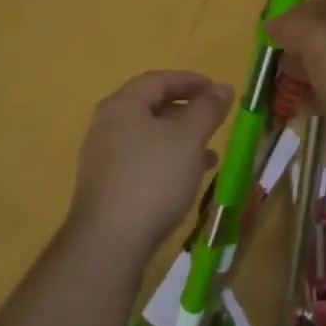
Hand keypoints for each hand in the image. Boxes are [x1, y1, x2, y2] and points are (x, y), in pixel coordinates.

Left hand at [68, 71, 233, 262]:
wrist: (108, 246)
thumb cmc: (152, 179)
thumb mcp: (188, 138)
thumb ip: (207, 109)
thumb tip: (223, 87)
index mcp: (122, 104)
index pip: (158, 80)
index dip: (190, 81)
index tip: (217, 91)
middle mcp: (106, 126)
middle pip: (151, 107)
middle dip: (186, 112)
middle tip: (213, 121)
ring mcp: (102, 159)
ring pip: (147, 138)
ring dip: (179, 140)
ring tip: (209, 154)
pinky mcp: (105, 189)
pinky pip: (140, 163)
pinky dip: (165, 162)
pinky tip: (187, 181)